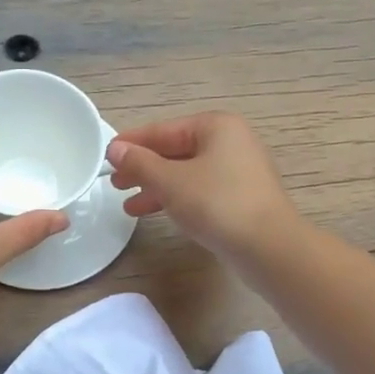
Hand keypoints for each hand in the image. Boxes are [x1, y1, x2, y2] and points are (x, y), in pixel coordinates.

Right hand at [107, 112, 300, 261]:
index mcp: (216, 127)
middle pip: (176, 151)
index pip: (164, 130)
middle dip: (144, 168)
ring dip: (156, 188)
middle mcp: (231, 142)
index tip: (106, 156)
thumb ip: (140, 163)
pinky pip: (200, 191)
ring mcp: (239, 171)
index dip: (132, 143)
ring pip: (186, 174)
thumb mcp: (170, 181)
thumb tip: (115, 149)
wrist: (268, 247)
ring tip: (129, 206)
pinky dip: (177, 199)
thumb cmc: (217, 204)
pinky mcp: (241, 198)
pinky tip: (158, 213)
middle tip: (115, 183)